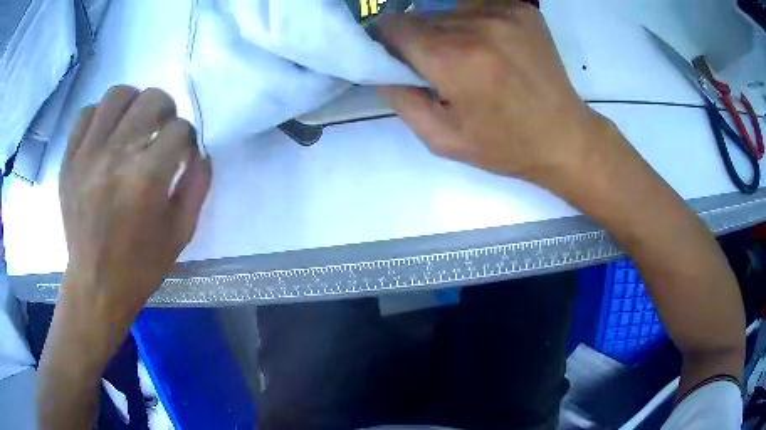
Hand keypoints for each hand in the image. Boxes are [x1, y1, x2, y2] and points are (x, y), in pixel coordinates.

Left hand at [60, 86, 211, 325]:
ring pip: (117, 95)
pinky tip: (106, 134)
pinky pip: (86, 114)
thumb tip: (201, 153)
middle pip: (151, 99)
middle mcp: (116, 155)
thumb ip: (196, 187)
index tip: (182, 152)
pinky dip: (100, 116)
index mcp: (147, 177)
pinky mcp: (69, 159)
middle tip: (161, 129)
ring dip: (133, 103)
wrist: (95, 285)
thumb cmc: (140, 265)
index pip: (179, 129)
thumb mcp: (180, 233)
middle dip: (166, 109)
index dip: (187, 138)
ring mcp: (87, 154)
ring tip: (133, 123)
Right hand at [376, 2, 611, 190]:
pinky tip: (491, 48)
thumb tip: (379, 66)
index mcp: (454, 60)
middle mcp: (477, 26)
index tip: (396, 58)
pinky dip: (473, 23)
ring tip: (471, 59)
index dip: (387, 41)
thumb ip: (400, 98)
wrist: (565, 137)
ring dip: (447, 31)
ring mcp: (503, 12)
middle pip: (420, 17)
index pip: (394, 27)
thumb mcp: (442, 139)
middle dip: (419, 40)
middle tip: (440, 67)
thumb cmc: (505, 145)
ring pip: (448, 10)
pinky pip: (476, 7)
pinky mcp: (522, 8)